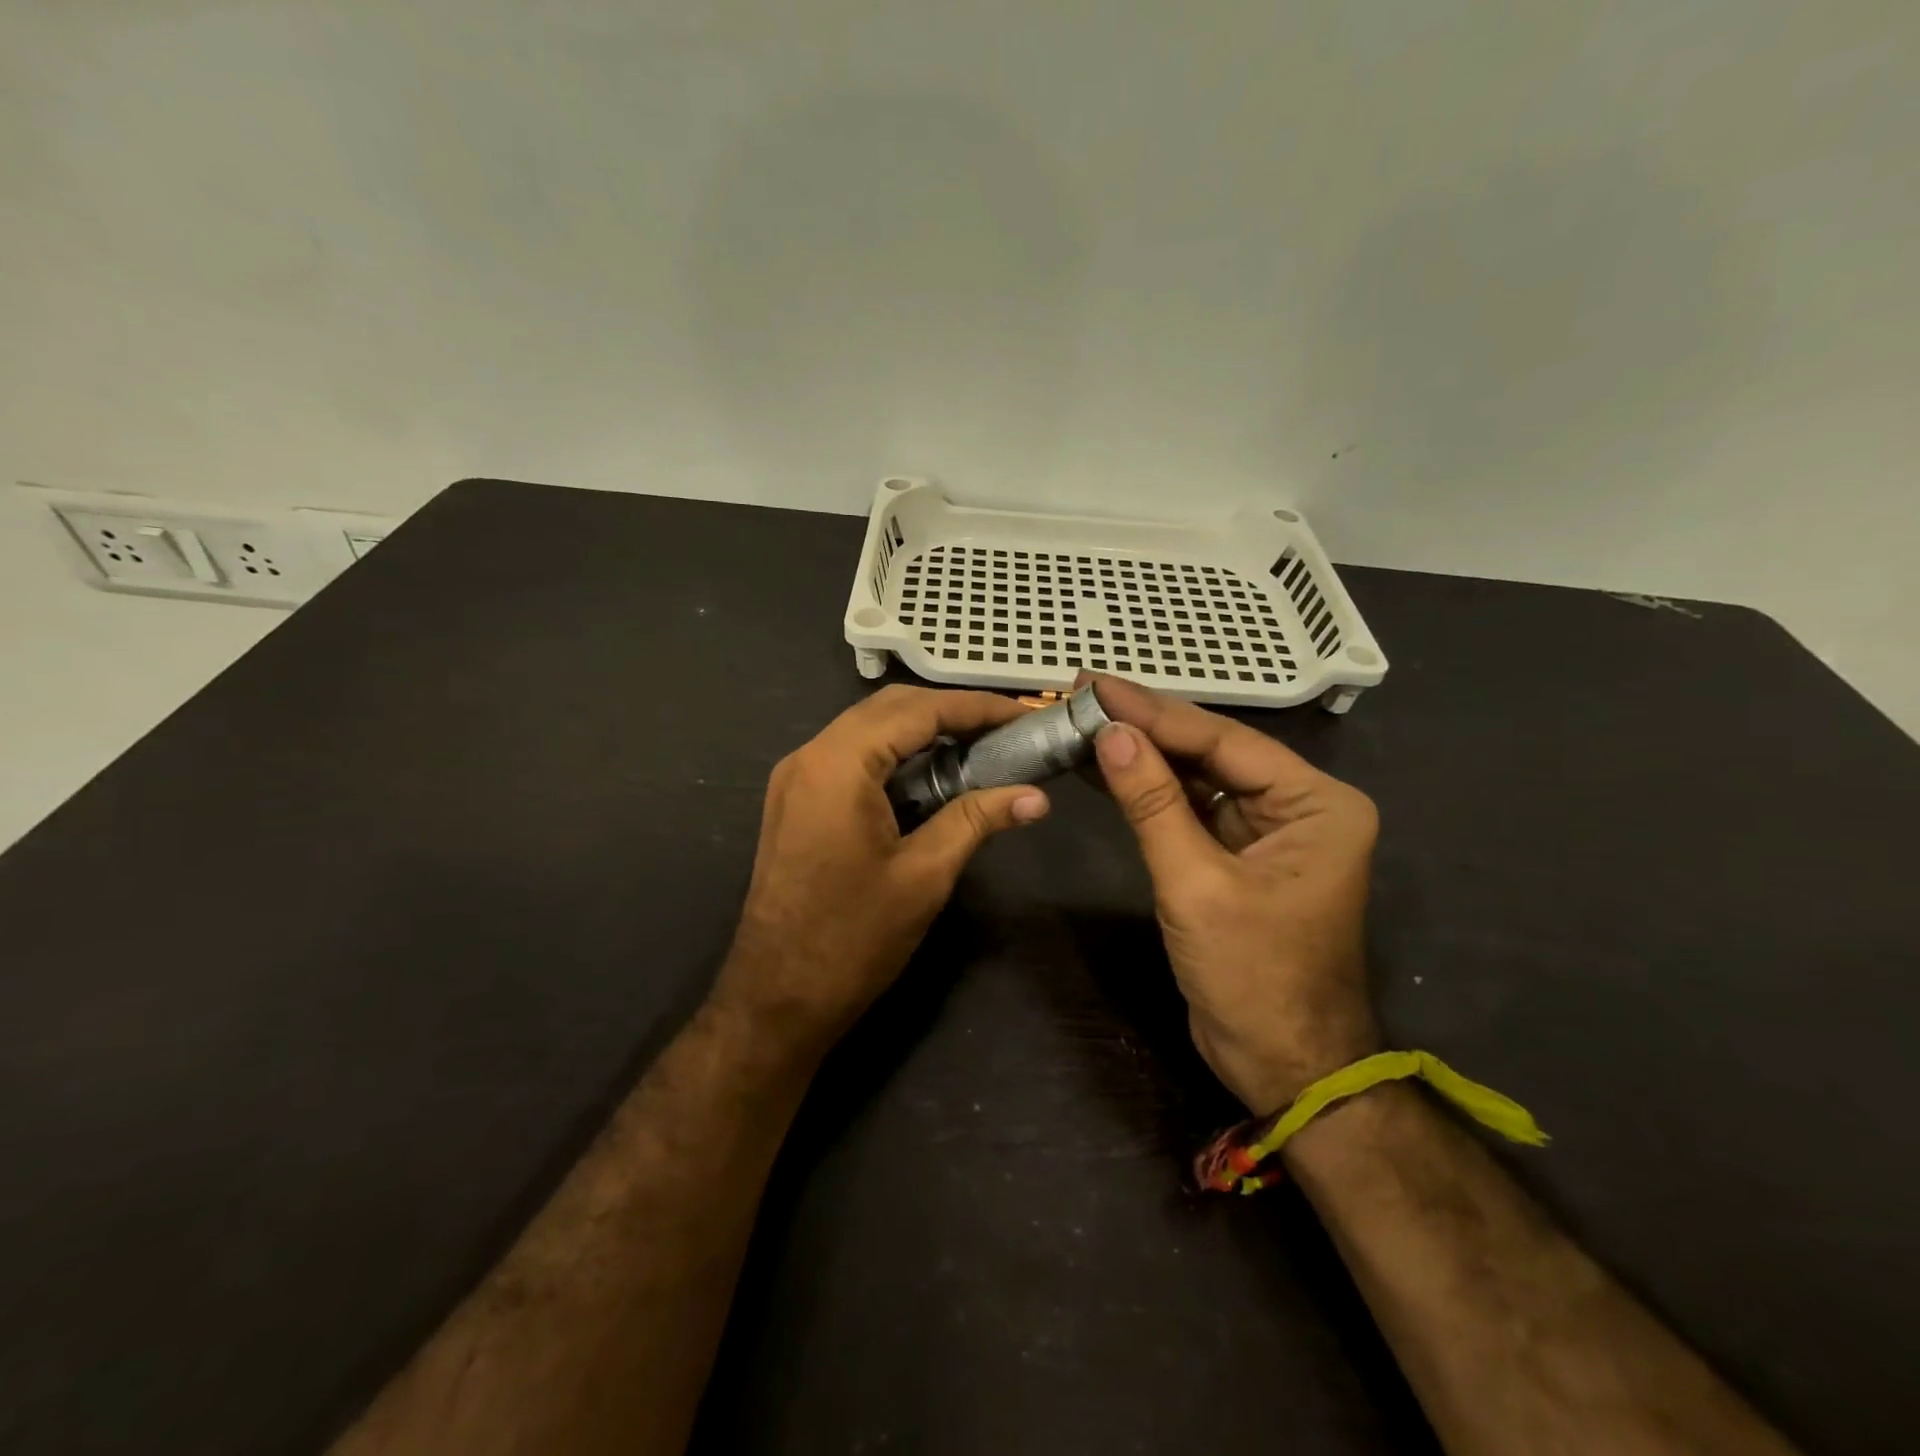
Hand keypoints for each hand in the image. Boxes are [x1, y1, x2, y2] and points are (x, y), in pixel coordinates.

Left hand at [714, 685, 1050, 1053]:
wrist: (776, 998)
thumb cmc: (852, 939)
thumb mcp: (924, 875)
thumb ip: (976, 820)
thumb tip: (1036, 797)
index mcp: (838, 764)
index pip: (917, 711)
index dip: (975, 707)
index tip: (1023, 714)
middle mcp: (810, 756)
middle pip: (889, 709)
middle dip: (950, 712)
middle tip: (1005, 729)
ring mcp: (797, 778)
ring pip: (868, 729)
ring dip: (922, 731)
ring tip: (979, 746)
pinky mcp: (797, 800)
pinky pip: (852, 756)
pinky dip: (895, 754)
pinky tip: (932, 775)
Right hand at [1088, 675, 1380, 1114]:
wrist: (1284, 1067)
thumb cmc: (1253, 976)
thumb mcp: (1196, 884)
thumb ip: (1152, 804)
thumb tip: (1109, 733)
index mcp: (1317, 803)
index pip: (1223, 741)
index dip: (1155, 712)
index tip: (1096, 686)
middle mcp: (1298, 806)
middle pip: (1210, 753)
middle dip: (1145, 726)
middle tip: (1083, 692)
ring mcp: (1267, 831)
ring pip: (1195, 778)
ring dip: (1140, 755)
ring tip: (1083, 720)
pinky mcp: (1236, 856)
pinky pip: (1188, 811)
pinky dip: (1146, 792)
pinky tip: (1103, 767)